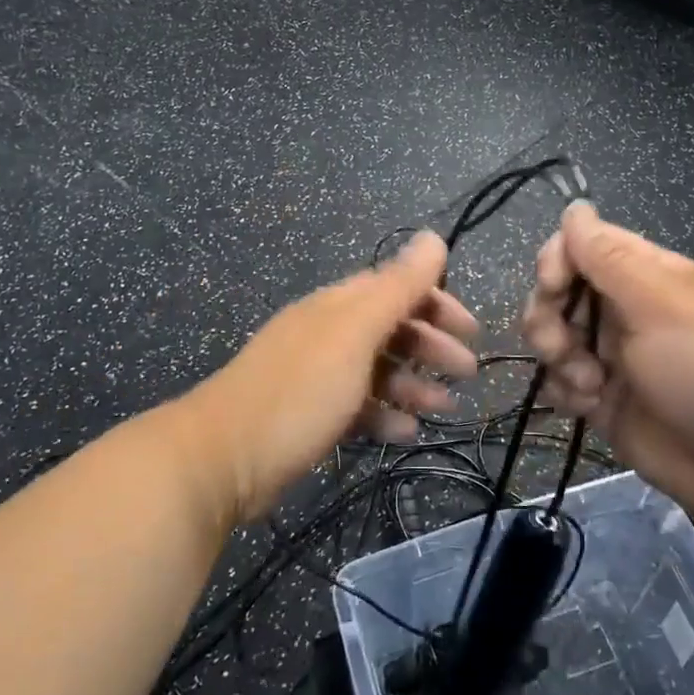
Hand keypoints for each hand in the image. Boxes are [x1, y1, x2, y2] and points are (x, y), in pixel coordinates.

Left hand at [190, 232, 478, 524]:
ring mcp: (315, 374)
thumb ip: (396, 287)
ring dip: (413, 383)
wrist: (223, 457)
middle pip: (389, 328)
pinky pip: (357, 406)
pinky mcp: (307, 414)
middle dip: (431, 345)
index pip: (395, 288)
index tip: (470, 330)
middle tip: (468, 373)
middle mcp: (326, 332)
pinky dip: (384, 415)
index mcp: (337, 306)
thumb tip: (432, 236)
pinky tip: (406, 434)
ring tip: (446, 408)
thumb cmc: (298, 391)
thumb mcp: (354, 334)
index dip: (436, 302)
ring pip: (376, 369)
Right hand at [521, 203, 693, 539]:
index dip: (557, 259)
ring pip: (554, 337)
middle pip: (559, 292)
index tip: (552, 286)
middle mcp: (628, 311)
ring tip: (587, 383)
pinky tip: (589, 406)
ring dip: (556, 355)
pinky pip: (563, 383)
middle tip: (559, 344)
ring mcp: (618, 359)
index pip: (583, 245)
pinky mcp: (609, 403)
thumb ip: (610, 258)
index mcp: (649, 276)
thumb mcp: (665, 305)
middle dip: (547, 313)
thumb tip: (575, 208)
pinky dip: (566, 391)